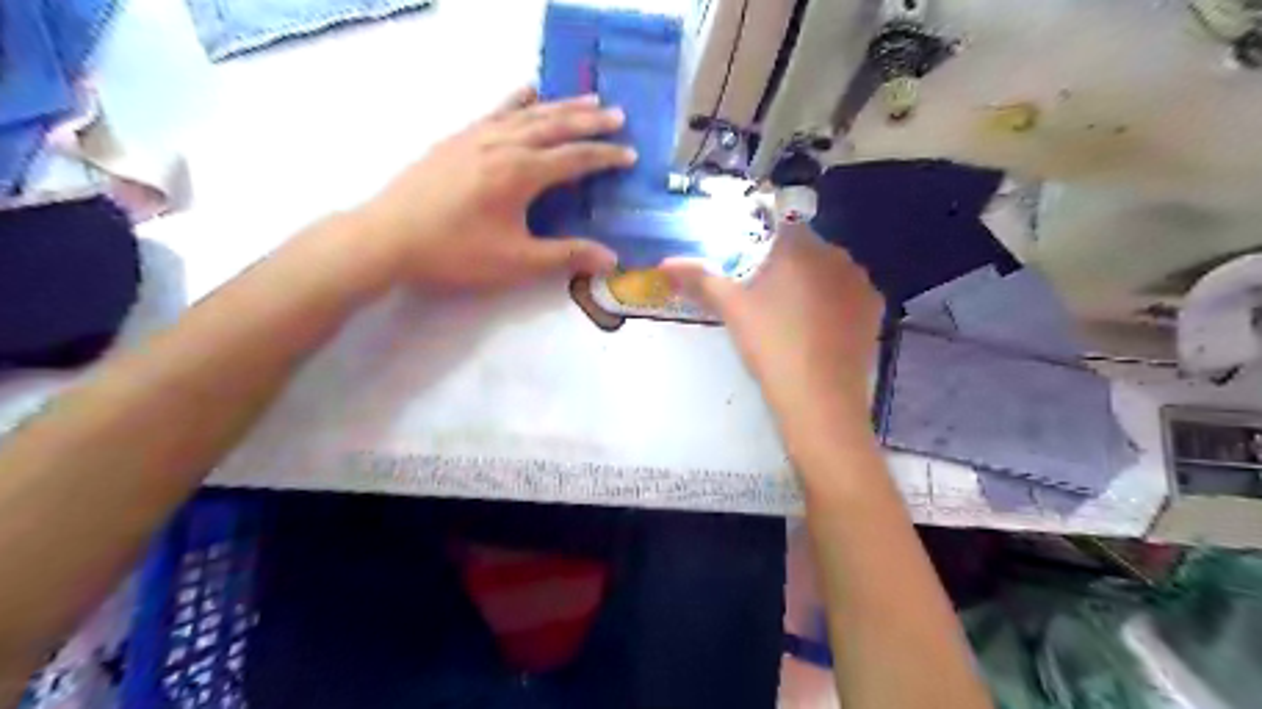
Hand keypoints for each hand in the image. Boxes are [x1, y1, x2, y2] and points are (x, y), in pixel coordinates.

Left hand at [348, 87, 634, 290]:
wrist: (388, 237)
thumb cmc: (455, 252)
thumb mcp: (516, 261)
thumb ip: (565, 256)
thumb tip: (611, 258)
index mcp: (521, 172)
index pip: (574, 158)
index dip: (604, 156)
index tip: (630, 154)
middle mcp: (503, 144)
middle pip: (556, 125)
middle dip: (590, 120)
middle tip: (619, 115)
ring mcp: (477, 136)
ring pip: (529, 112)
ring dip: (562, 105)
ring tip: (588, 99)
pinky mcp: (458, 138)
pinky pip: (497, 110)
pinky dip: (519, 100)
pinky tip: (528, 92)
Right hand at [665, 225, 879, 417]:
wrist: (819, 400)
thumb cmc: (771, 346)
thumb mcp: (731, 310)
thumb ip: (700, 279)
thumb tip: (665, 262)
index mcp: (802, 247)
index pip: (780, 228)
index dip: (761, 247)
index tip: (747, 274)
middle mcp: (839, 256)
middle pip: (806, 250)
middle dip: (785, 267)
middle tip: (762, 300)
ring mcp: (862, 284)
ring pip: (829, 273)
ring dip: (811, 284)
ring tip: (789, 319)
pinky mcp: (875, 312)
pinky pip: (848, 296)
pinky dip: (833, 305)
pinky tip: (817, 331)